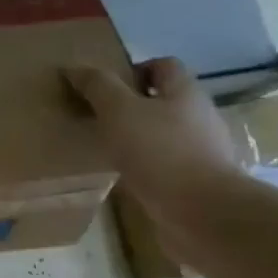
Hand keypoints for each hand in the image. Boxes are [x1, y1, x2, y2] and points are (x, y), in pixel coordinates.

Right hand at [64, 58, 240, 226]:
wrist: (202, 212)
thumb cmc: (159, 152)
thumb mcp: (119, 111)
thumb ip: (98, 87)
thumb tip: (74, 68)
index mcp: (185, 92)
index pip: (163, 66)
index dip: (134, 70)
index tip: (106, 89)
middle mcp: (199, 116)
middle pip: (164, 100)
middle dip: (133, 106)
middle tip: (100, 119)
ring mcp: (203, 150)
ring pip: (165, 134)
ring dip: (139, 138)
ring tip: (109, 149)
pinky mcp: (198, 181)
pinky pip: (168, 164)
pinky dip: (148, 166)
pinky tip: (127, 177)